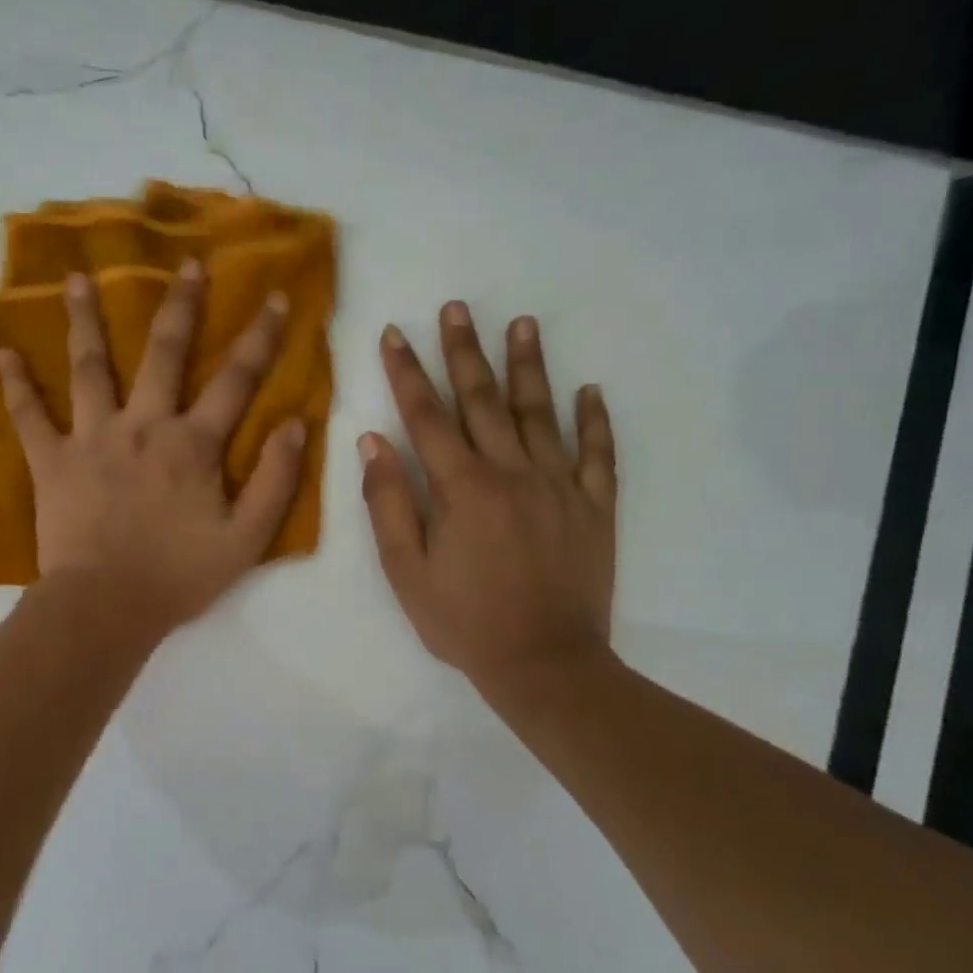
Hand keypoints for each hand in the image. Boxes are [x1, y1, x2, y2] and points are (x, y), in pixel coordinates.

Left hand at [0, 263, 305, 637]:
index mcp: (192, 445)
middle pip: (164, 353)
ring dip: (85, 319)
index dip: (259, 337)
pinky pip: (29, 416)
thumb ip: (275, 480)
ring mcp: (93, 438)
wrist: (107, 607)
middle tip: (187, 263)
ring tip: (77, 278)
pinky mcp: (52, 461)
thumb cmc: (179, 576)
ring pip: (89, 367)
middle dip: (181, 305)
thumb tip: (297, 425)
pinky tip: (2, 351)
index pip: (235, 380)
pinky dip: (15, 384)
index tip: (274, 297)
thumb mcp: (247, 539)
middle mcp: (143, 426)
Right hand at [360, 301, 616, 692]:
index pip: (427, 416)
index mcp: (463, 487)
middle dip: (464, 351)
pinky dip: (595, 421)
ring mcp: (560, 486)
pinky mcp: (595, 507)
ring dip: (530, 366)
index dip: (407, 373)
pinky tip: (590, 390)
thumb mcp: (407, 571)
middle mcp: (513, 472)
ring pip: (542, 413)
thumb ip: (389, 503)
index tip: (394, 334)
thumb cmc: (464, 622)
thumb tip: (374, 442)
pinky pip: (598, 454)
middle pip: (484, 400)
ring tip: (522, 323)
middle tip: (456, 308)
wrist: (546, 664)